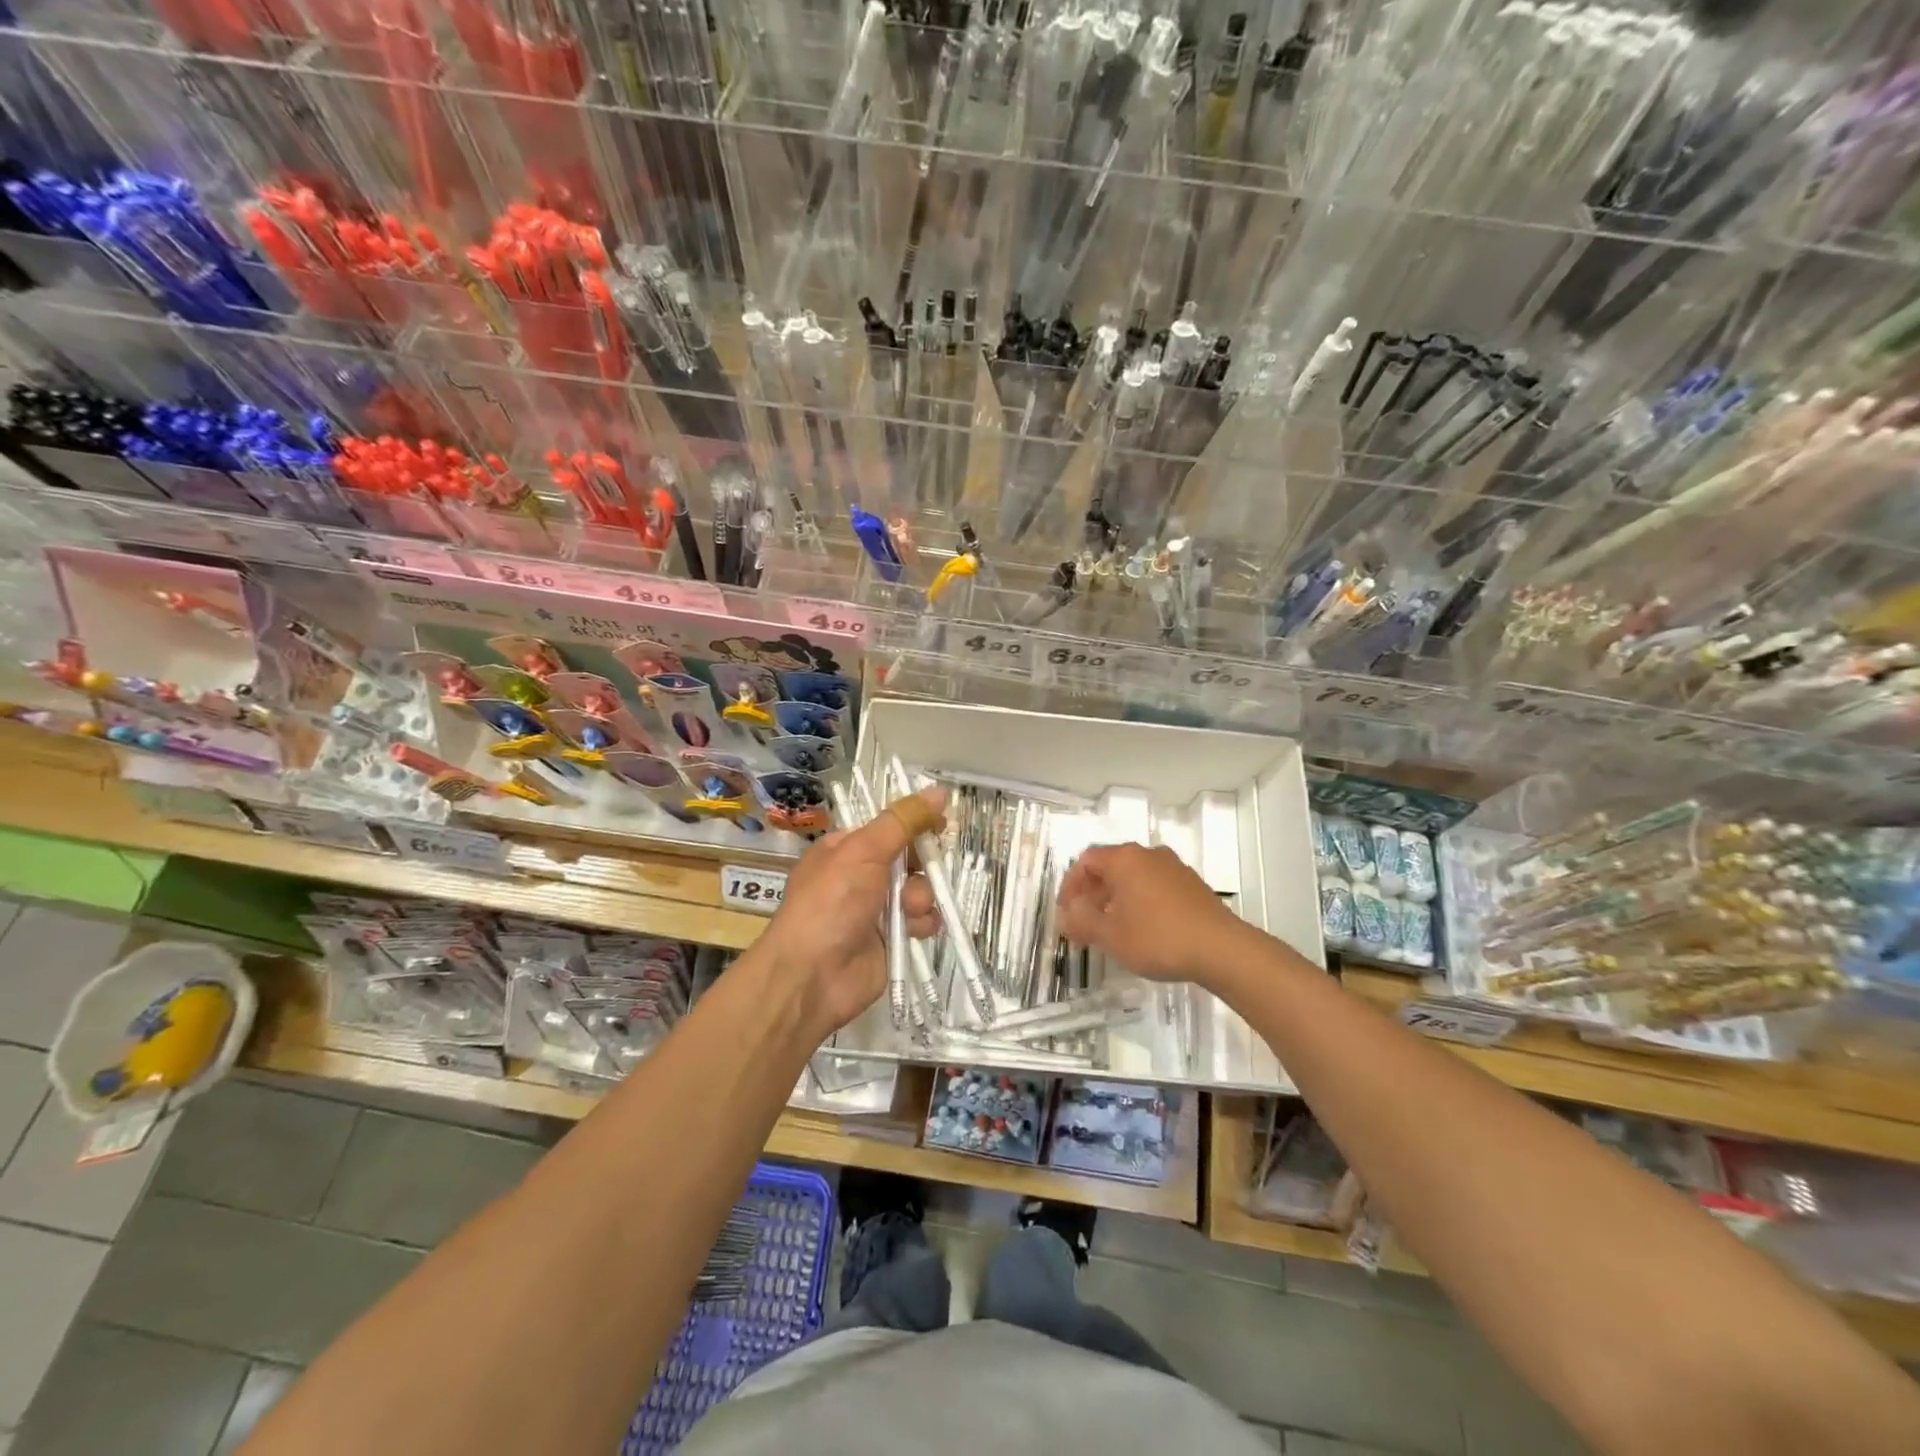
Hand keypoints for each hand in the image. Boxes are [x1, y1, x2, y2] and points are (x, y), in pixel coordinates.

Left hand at [757, 786, 943, 1037]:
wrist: (811, 976)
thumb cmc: (830, 902)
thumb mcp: (863, 851)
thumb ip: (902, 821)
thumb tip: (938, 790)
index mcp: (845, 849)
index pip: (887, 826)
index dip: (914, 823)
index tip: (940, 822)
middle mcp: (860, 876)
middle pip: (908, 857)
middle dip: (921, 862)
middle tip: (927, 866)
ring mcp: (876, 909)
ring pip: (919, 889)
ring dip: (921, 895)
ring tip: (909, 909)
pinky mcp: (891, 939)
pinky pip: (922, 921)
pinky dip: (924, 922)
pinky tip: (916, 928)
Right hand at [1056, 842, 1244, 983]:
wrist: (1221, 949)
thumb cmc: (1158, 938)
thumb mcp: (1111, 935)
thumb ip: (1082, 921)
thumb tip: (1066, 913)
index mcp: (1124, 859)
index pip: (1086, 861)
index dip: (1070, 886)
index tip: (1066, 913)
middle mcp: (1148, 854)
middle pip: (1109, 867)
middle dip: (1092, 895)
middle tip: (1084, 924)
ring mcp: (1173, 867)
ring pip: (1133, 877)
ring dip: (1116, 899)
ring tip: (1111, 929)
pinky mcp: (1191, 884)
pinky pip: (1154, 885)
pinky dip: (1139, 901)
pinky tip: (1142, 928)